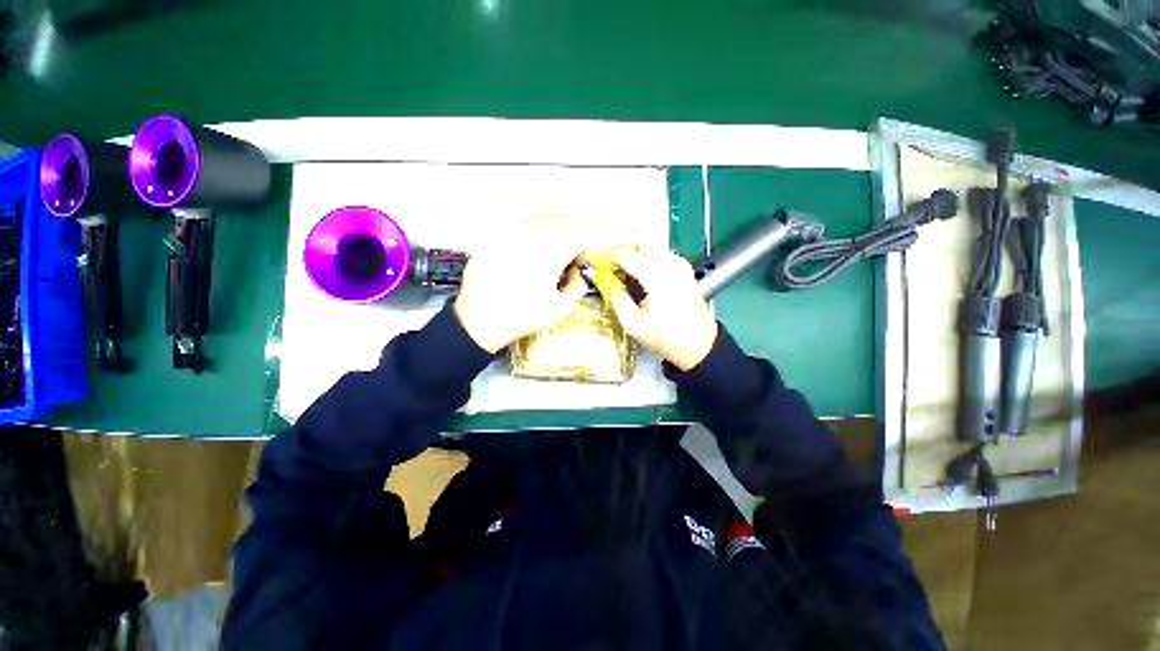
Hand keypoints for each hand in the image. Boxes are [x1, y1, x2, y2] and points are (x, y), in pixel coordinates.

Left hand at [454, 222, 587, 353]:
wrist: (481, 320)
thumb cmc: (523, 316)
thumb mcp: (560, 309)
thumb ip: (578, 288)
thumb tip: (578, 276)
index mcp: (552, 252)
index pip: (576, 241)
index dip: (580, 254)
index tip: (576, 265)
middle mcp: (531, 237)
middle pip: (556, 235)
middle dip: (561, 250)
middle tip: (556, 270)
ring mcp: (508, 237)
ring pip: (534, 233)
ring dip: (540, 247)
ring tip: (533, 269)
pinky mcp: (490, 241)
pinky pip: (512, 239)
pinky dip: (519, 249)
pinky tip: (514, 268)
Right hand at [604, 247, 717, 370]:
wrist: (700, 345)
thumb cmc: (666, 337)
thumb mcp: (634, 324)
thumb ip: (617, 299)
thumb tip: (606, 283)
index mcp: (657, 277)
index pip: (626, 255)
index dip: (609, 258)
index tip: (598, 264)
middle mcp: (671, 265)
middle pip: (640, 246)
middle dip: (623, 254)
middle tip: (611, 268)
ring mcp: (681, 266)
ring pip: (652, 249)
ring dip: (636, 256)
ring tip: (625, 273)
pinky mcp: (686, 271)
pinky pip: (662, 256)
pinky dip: (649, 260)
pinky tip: (642, 276)